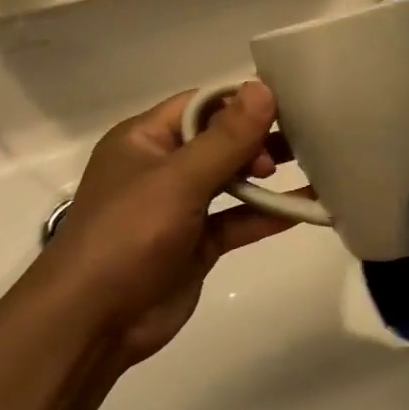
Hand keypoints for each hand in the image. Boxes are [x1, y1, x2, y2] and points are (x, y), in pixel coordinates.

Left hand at [33, 82, 296, 364]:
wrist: (93, 322)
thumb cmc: (128, 235)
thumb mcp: (178, 179)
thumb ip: (226, 138)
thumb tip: (263, 87)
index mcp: (145, 140)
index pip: (201, 105)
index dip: (242, 101)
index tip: (288, 103)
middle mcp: (162, 168)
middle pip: (219, 140)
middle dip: (258, 139)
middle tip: (298, 146)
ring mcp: (179, 208)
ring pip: (231, 181)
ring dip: (267, 176)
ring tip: (315, 165)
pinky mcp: (196, 244)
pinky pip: (237, 220)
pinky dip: (266, 214)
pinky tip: (305, 209)